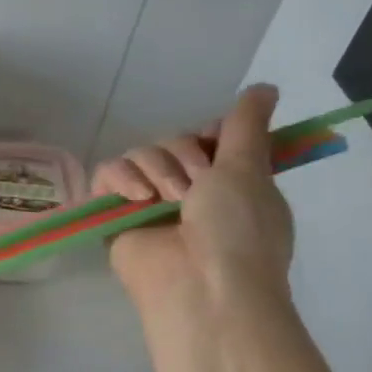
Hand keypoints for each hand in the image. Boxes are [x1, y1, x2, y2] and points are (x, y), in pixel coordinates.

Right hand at [94, 84, 294, 315]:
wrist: (201, 285)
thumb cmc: (237, 230)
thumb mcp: (249, 170)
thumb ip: (246, 126)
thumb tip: (264, 86)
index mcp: (227, 182)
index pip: (206, 136)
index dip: (209, 135)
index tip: (218, 144)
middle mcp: (188, 189)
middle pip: (172, 142)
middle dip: (185, 157)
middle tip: (196, 188)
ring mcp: (149, 202)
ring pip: (140, 154)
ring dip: (158, 170)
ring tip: (167, 200)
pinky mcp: (115, 213)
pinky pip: (107, 173)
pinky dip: (122, 179)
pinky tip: (138, 198)